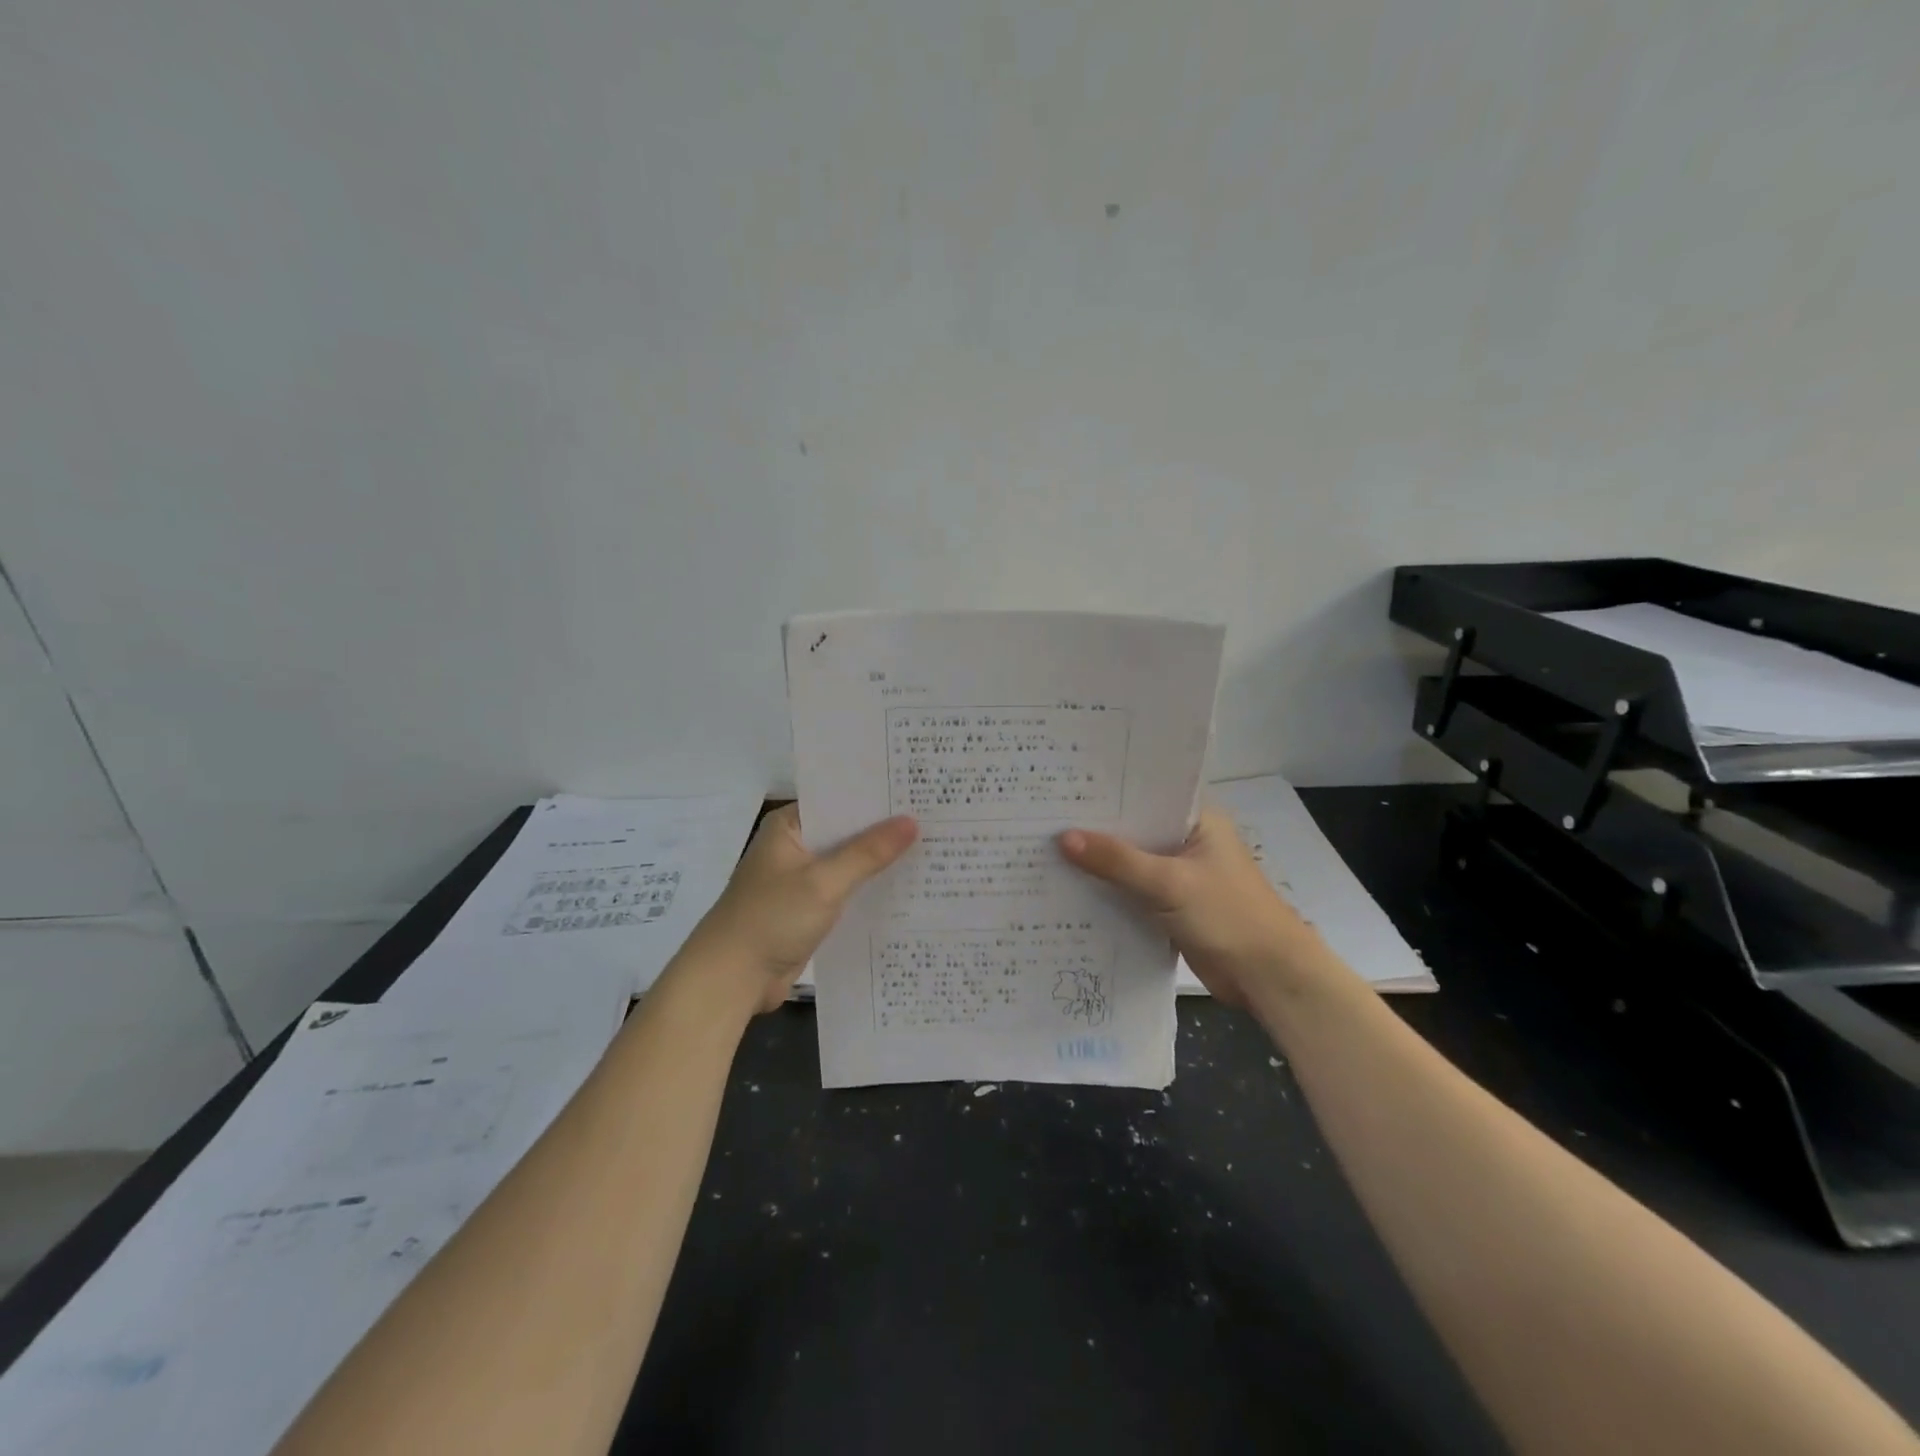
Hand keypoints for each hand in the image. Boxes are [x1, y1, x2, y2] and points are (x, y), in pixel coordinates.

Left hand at [683, 804, 917, 1012]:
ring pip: (848, 862)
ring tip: (932, 848)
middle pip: (846, 831)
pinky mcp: (809, 909)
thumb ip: (868, 852)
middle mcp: (795, 846)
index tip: (917, 791)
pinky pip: (846, 890)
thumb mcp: (823, 882)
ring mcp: (802, 879)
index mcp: (790, 826)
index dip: (876, 796)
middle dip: (885, 829)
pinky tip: (906, 887)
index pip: (839, 799)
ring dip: (879, 861)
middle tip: (936, 819)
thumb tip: (911, 822)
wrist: (731, 980)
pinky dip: (869, 889)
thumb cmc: (771, 918)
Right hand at [1058, 803, 1345, 1009]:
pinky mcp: (1171, 904)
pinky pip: (1132, 889)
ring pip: (1130, 860)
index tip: (1064, 784)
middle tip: (1043, 815)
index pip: (1146, 792)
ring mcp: (1179, 873)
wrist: (1268, 977)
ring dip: (1099, 860)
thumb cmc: (1228, 915)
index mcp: (1197, 819)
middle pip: (1134, 827)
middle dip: (1095, 826)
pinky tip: (1069, 885)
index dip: (1107, 789)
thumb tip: (1063, 838)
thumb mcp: (1169, 882)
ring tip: (1044, 846)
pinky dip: (1108, 889)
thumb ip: (1116, 860)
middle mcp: (1187, 839)